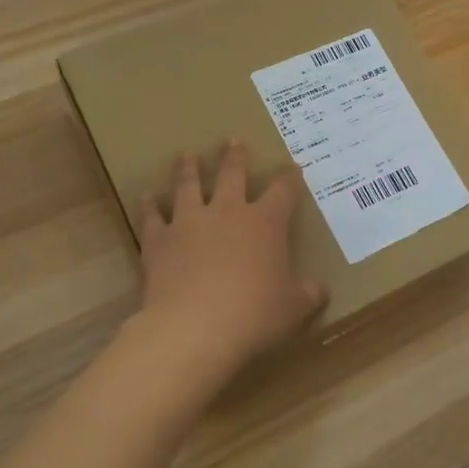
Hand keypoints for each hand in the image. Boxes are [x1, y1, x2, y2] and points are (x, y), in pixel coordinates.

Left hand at [124, 140, 326, 381]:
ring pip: (189, 186)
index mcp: (265, 223)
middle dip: (236, 157)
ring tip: (188, 155)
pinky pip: (153, 216)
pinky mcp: (159, 240)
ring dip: (189, 169)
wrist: (194, 327)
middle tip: (234, 140)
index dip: (290, 177)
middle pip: (233, 175)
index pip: (283, 190)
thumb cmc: (254, 315)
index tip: (293, 166)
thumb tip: (321, 290)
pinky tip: (147, 197)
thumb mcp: (293, 308)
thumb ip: (308, 294)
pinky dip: (150, 206)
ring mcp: (190, 222)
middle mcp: (227, 212)